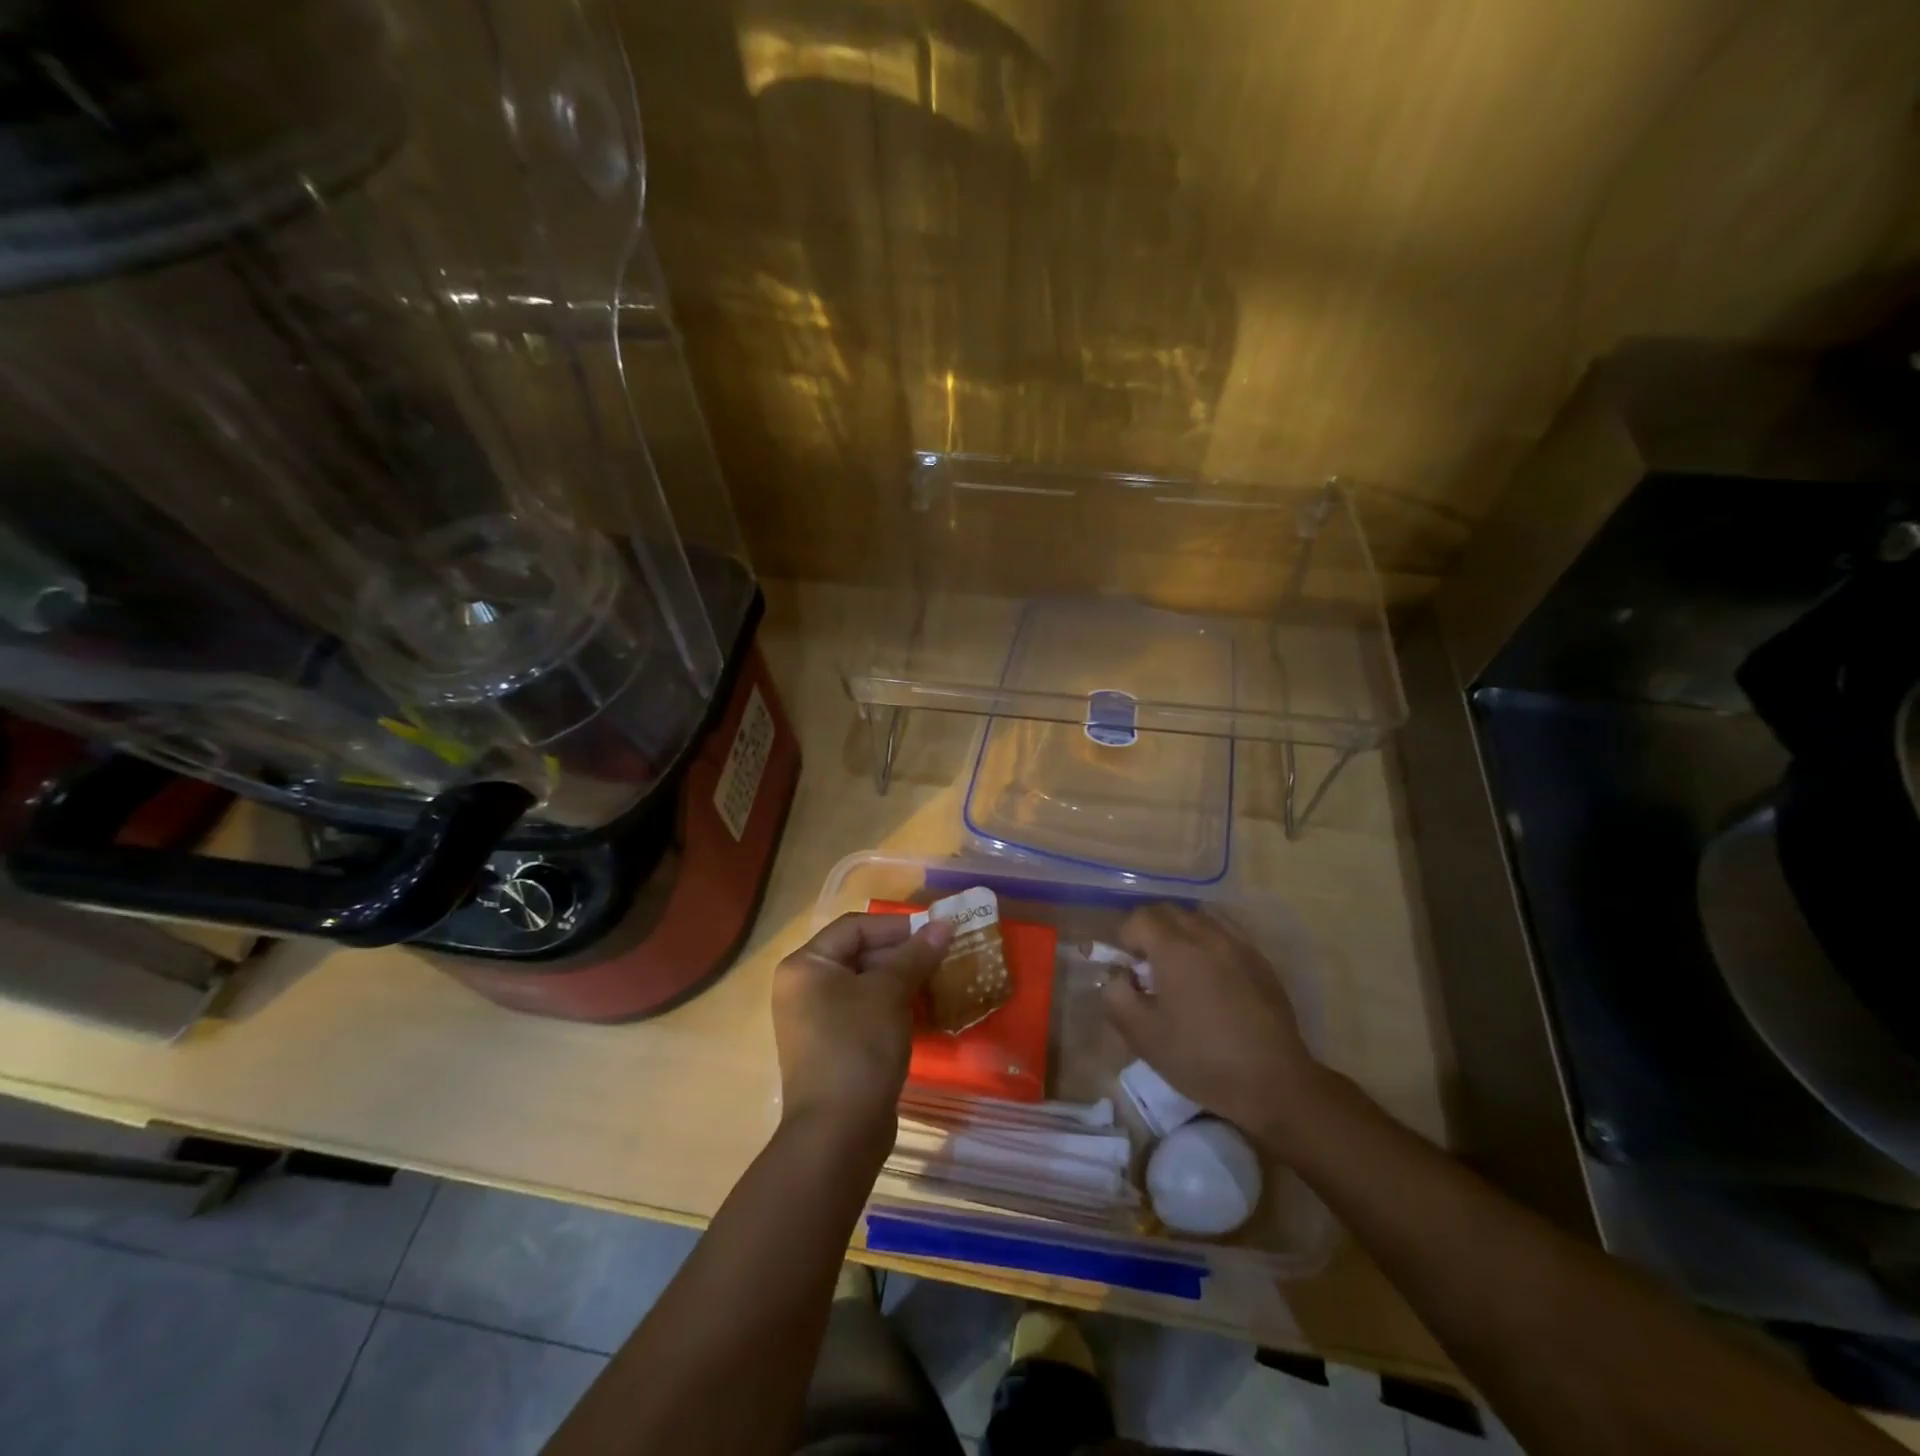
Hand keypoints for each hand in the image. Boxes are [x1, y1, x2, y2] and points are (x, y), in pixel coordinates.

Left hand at [772, 912, 952, 1153]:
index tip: (936, 933)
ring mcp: (818, 1021)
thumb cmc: (858, 1046)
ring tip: (942, 982)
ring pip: (868, 986)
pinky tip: (928, 1013)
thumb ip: (916, 955)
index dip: (897, 926)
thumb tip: (945, 924)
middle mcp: (805, 988)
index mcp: (806, 966)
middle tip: (944, 958)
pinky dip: (896, 1008)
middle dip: (905, 955)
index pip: (855, 927)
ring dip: (905, 982)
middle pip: (861, 954)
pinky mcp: (836, 1048)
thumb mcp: (890, 993)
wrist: (839, 1133)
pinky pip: (868, 1013)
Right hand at [1101, 903, 1329, 1153]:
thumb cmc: (1201, 1058)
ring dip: (1182, 933)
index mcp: (1174, 948)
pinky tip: (1213, 976)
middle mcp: (1206, 934)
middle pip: (1169, 911)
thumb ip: (1116, 996)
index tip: (1130, 971)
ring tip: (1183, 969)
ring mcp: (1238, 944)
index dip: (1127, 939)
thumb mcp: (1143, 1036)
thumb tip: (1119, 976)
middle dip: (1152, 931)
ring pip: (1200, 917)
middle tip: (1151, 968)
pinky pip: (1227, 933)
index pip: (1140, 918)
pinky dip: (1210, 942)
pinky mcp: (1261, 960)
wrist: (1273, 1082)